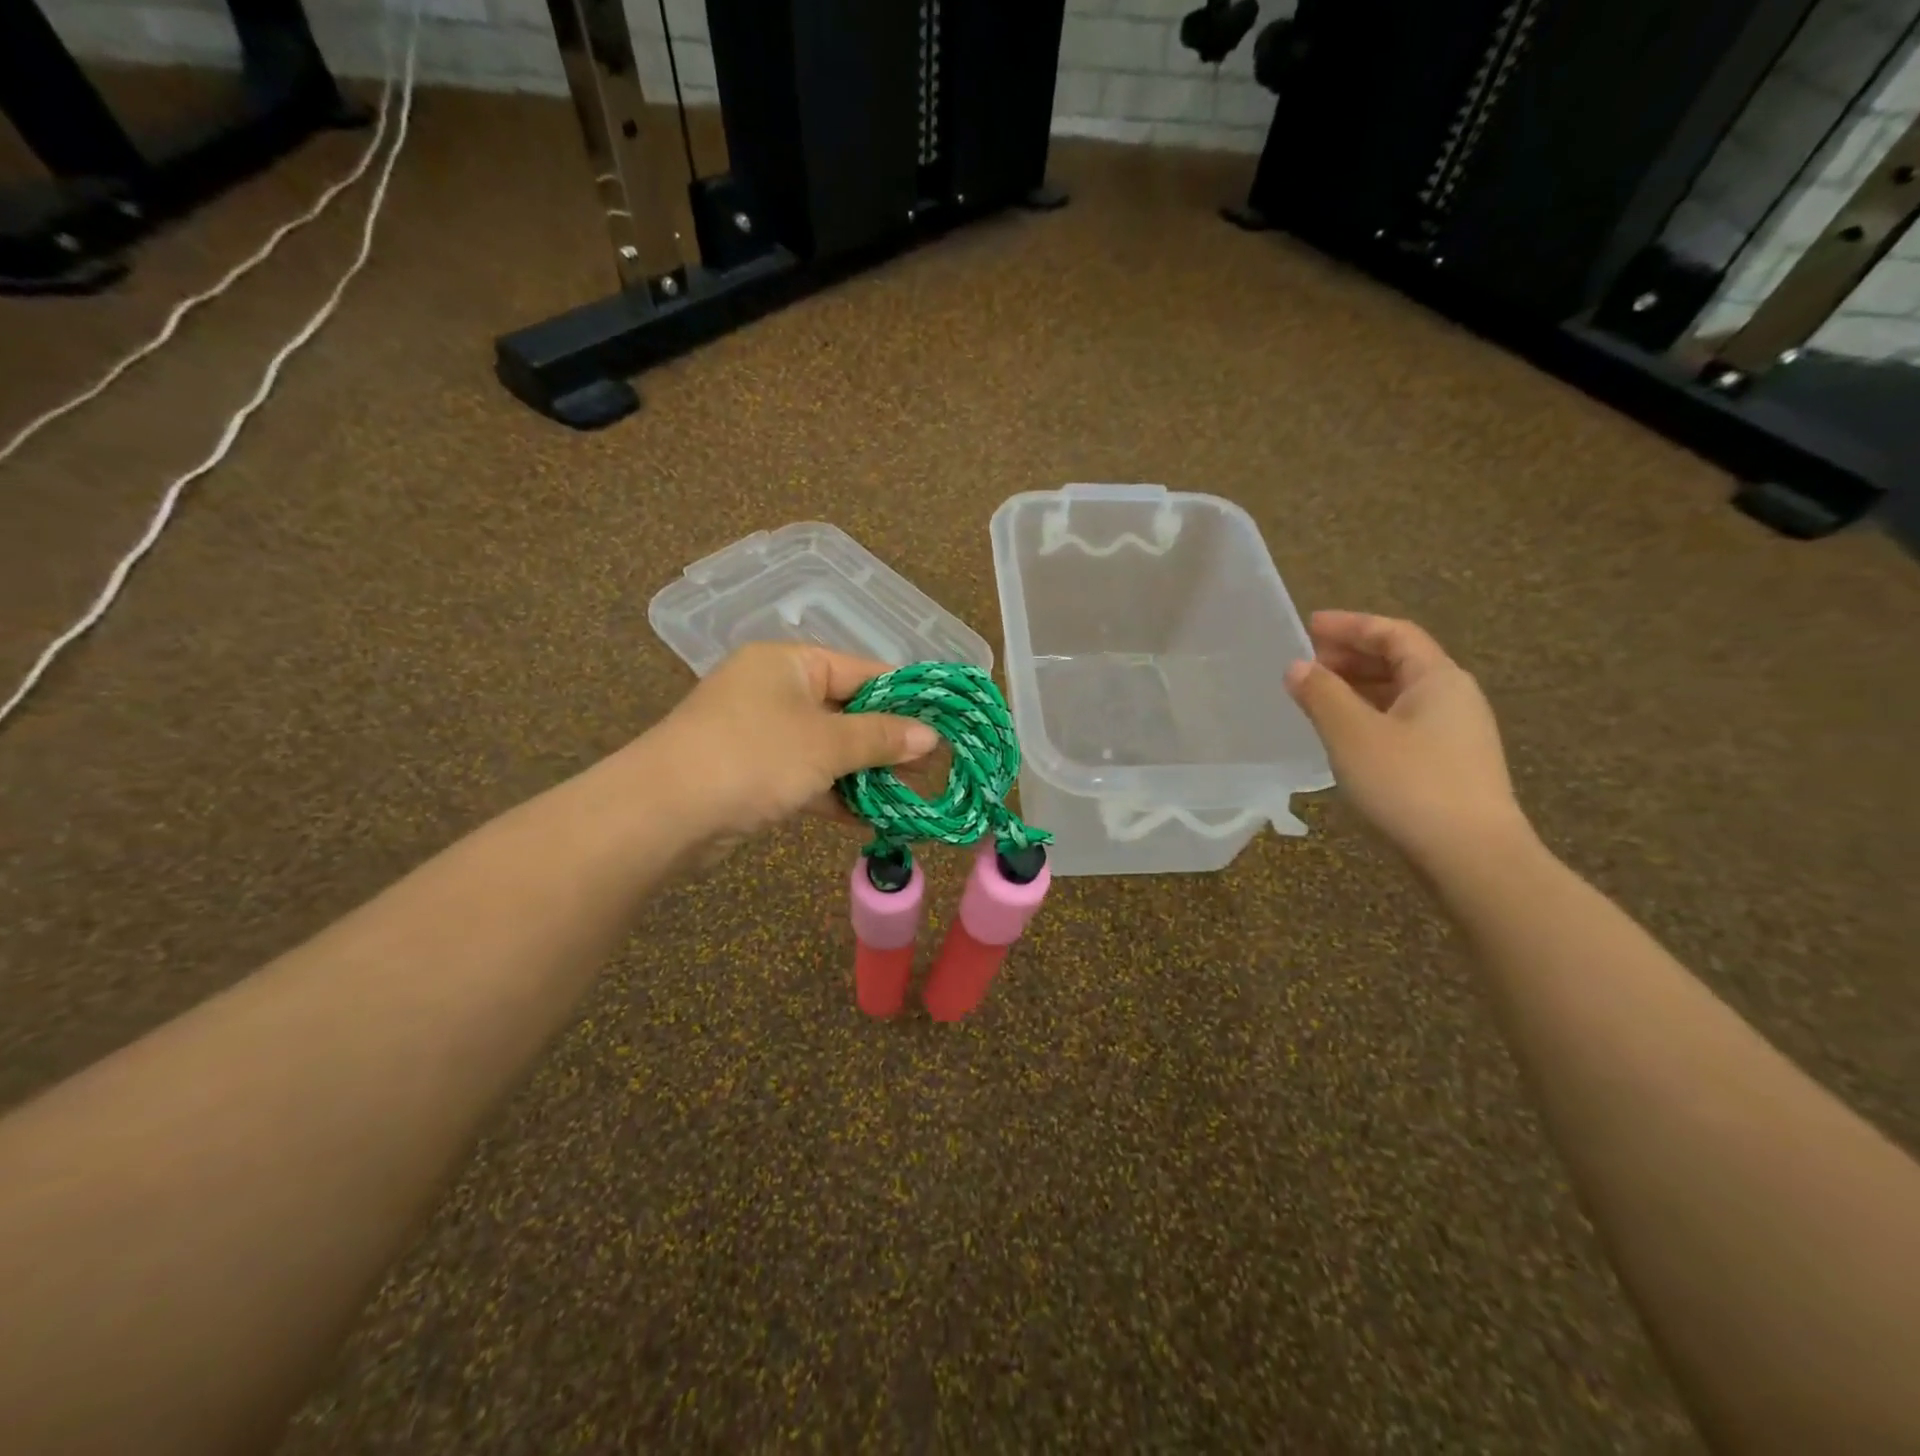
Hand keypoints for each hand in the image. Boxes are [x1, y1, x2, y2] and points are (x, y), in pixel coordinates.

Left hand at [641, 643, 939, 854]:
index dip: (905, 696)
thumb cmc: (754, 757)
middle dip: (889, 741)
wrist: (664, 815)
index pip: (862, 670)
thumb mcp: (826, 743)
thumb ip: (880, 737)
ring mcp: (762, 735)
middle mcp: (774, 691)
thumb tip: (930, 736)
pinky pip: (808, 778)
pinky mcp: (754, 776)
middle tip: (933, 766)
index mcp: (789, 664)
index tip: (943, 721)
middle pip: (847, 711)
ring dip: (867, 772)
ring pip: (829, 749)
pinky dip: (837, 795)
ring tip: (913, 794)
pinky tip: (874, 817)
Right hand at [1285, 611, 1529, 867]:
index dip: (1350, 625)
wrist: (1471, 857)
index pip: (1394, 633)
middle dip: (1352, 656)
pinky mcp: (1449, 765)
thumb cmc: (1409, 784)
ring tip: (1317, 696)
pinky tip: (1345, 735)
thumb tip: (1298, 667)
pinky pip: (1403, 723)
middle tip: (1307, 663)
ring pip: (1401, 695)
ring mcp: (1456, 734)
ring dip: (1358, 687)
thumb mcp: (1353, 734)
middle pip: (1400, 661)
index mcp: (1438, 679)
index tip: (1309, 626)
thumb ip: (1322, 695)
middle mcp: (1454, 698)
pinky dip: (1369, 716)